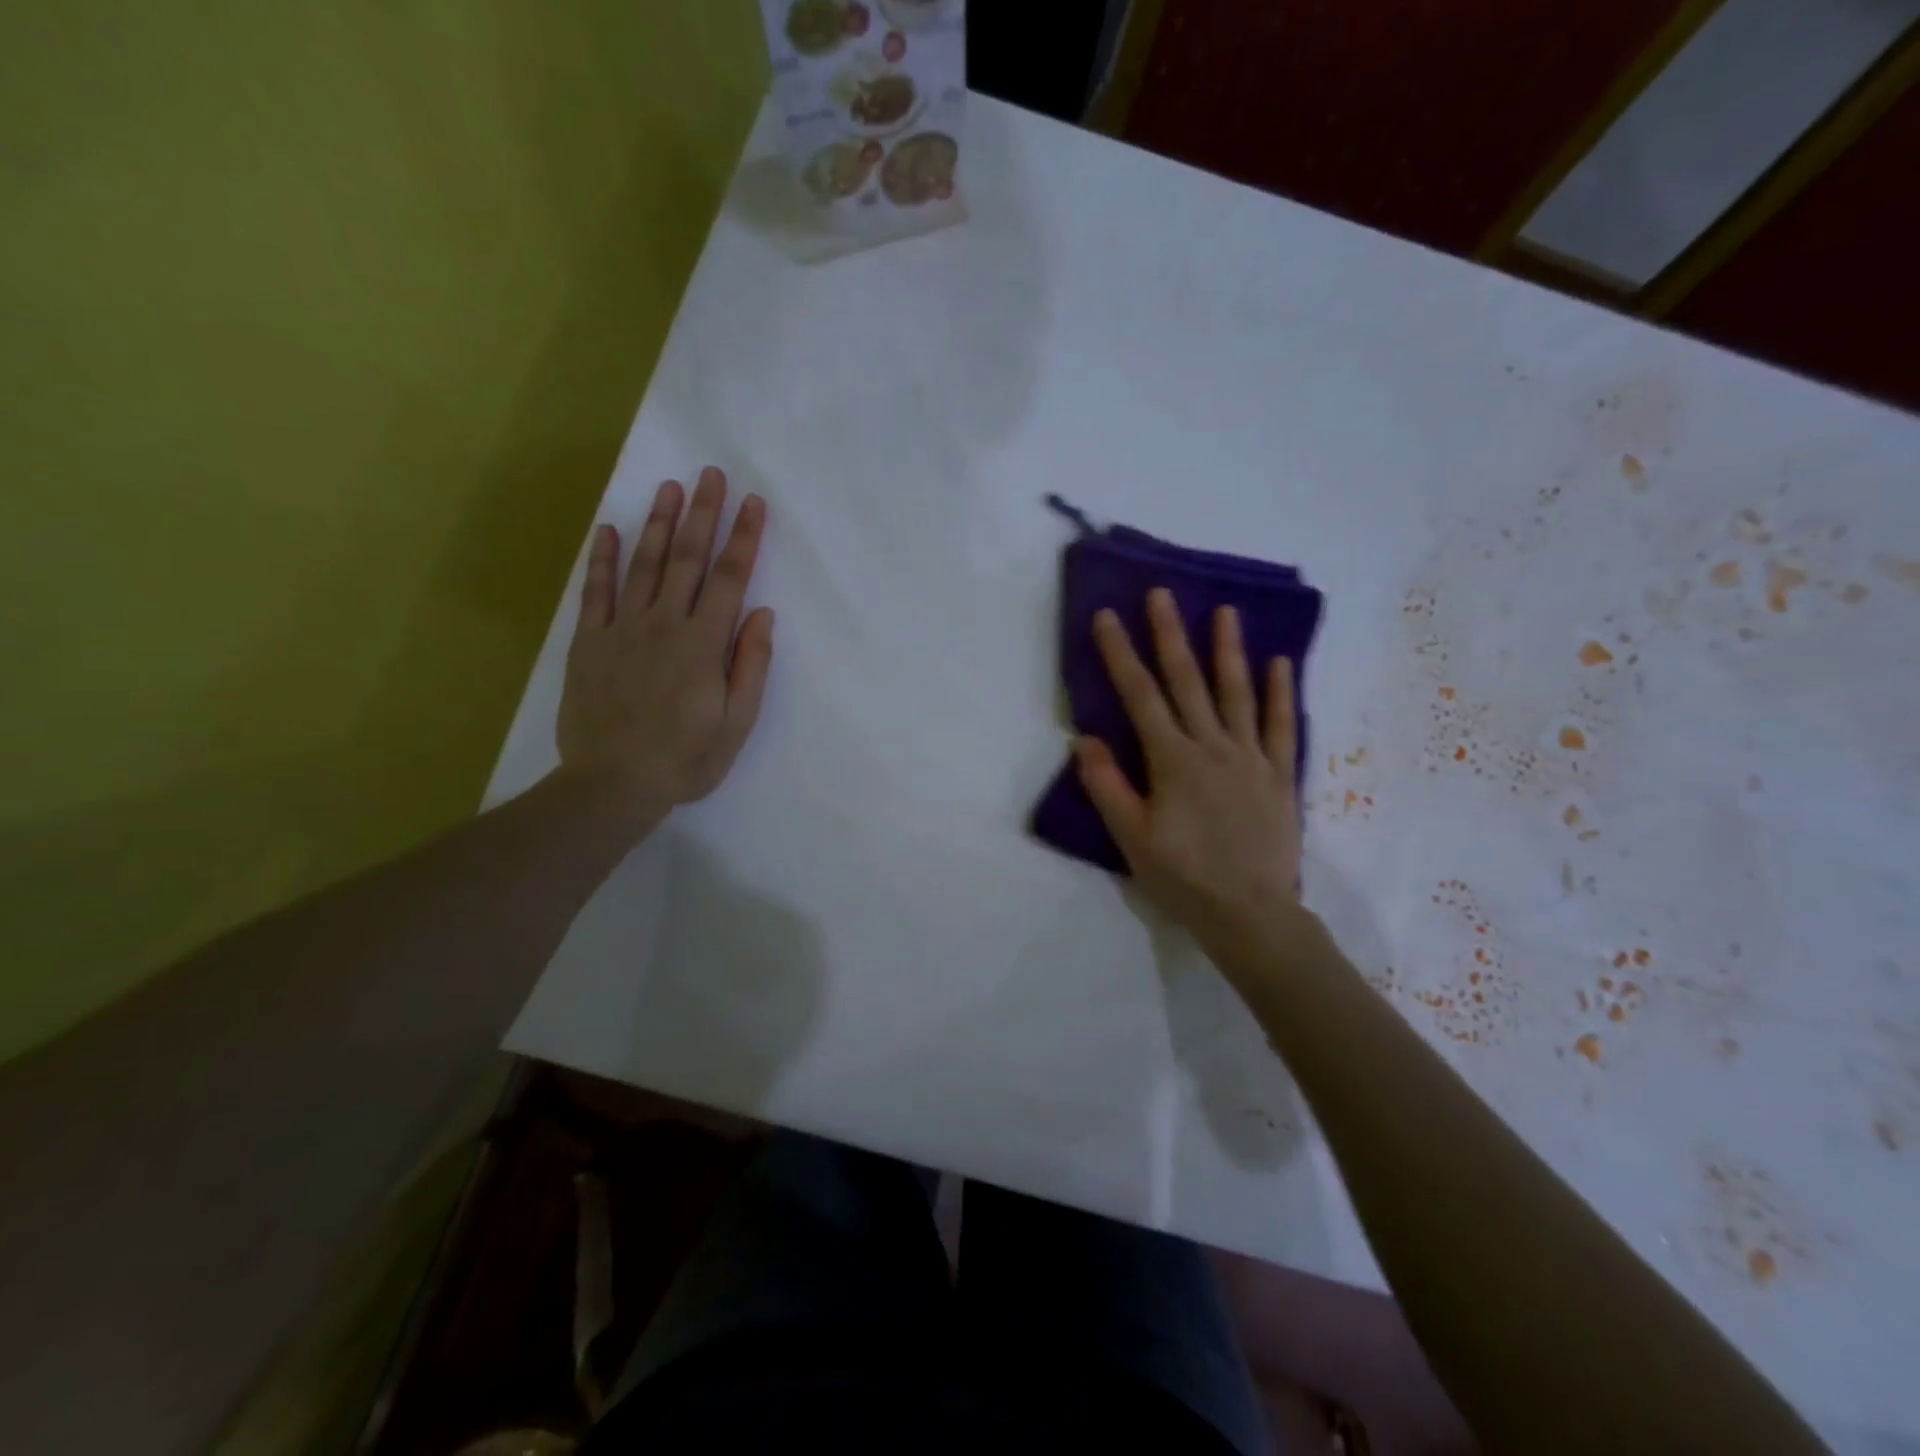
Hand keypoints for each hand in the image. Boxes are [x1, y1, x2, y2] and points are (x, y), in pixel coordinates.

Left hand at [557, 467, 773, 829]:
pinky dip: (602, 558)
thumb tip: (762, 614)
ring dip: (660, 524)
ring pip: (644, 565)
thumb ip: (751, 665)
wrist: (613, 784)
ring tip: (670, 488)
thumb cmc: (685, 759)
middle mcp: (664, 624)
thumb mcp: (737, 722)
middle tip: (712, 474)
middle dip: (704, 514)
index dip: (744, 538)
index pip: (730, 579)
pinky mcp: (590, 642)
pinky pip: (595, 591)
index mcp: (704, 644)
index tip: (754, 503)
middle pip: (688, 559)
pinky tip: (609, 529)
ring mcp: (622, 629)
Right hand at [1075, 590, 1305, 965]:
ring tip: (1224, 611)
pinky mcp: (1280, 775)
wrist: (1250, 913)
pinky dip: (1280, 693)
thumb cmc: (1183, 877)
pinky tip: (1280, 662)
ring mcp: (1251, 757)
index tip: (1108, 617)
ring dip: (1228, 650)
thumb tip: (1085, 738)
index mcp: (1172, 761)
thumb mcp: (1131, 838)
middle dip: (1170, 635)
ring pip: (1236, 693)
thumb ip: (1107, 786)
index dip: (1121, 654)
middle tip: (1162, 594)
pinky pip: (1281, 726)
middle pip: (1187, 682)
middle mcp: (1212, 747)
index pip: (1140, 696)